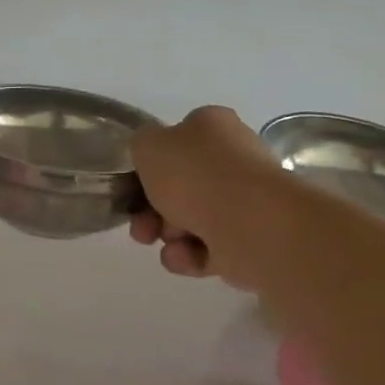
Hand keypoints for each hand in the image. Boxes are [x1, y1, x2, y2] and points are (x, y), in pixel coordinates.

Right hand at [129, 106, 280, 288]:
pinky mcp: (249, 239)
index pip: (177, 140)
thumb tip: (152, 156)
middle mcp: (233, 159)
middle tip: (141, 225)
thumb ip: (141, 145)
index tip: (134, 185)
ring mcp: (244, 201)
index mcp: (214, 127)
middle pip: (180, 187)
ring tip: (167, 242)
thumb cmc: (195, 175)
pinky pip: (207, 248)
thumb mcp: (148, 145)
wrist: (248, 222)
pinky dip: (189, 255)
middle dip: (152, 209)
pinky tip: (184, 256)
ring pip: (190, 220)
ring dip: (168, 234)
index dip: (152, 164)